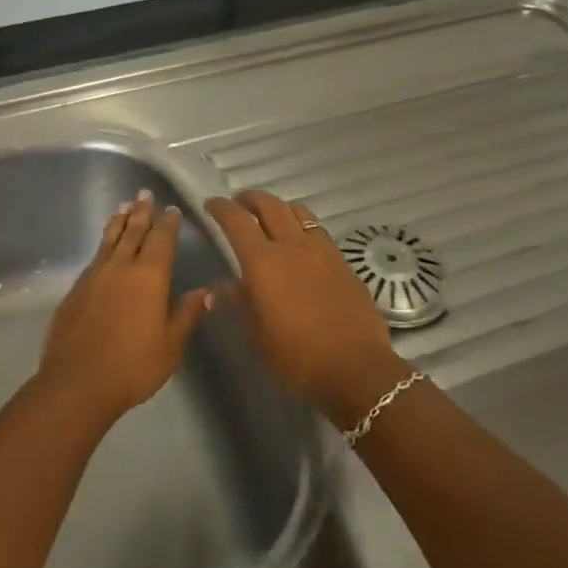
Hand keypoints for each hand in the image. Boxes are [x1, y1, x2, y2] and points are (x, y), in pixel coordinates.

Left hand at [39, 192, 207, 421]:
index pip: (161, 239)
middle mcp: (121, 266)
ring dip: (119, 221)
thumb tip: (207, 291)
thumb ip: (187, 313)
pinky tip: (104, 247)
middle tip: (144, 194)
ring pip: (109, 239)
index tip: (171, 209)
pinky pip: (95, 256)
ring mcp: (94, 275)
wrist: (78, 380)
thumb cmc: (134, 364)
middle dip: (142, 212)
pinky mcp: (76, 289)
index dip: (168, 223)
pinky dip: (103, 243)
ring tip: (123, 206)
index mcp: (149, 275)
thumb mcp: (171, 343)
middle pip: (133, 231)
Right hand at [204, 191, 404, 419]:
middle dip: (250, 199)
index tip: (212, 204)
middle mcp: (292, 246)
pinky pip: (318, 231)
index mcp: (262, 261)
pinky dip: (303, 227)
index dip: (221, 208)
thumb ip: (238, 303)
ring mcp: (322, 251)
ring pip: (299, 212)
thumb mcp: (256, 334)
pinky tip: (301, 244)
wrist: (356, 369)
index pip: (236, 221)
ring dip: (280, 208)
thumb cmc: (296, 356)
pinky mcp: (343, 262)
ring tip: (272, 217)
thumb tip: (219, 289)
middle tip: (239, 203)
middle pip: (270, 205)